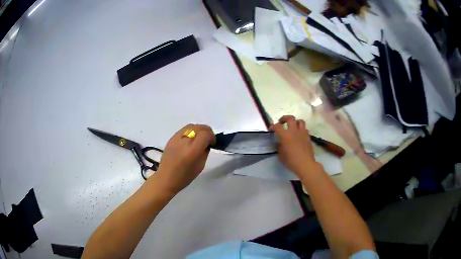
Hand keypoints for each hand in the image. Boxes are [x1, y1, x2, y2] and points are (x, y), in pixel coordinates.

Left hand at [154, 124, 214, 194]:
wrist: (166, 178)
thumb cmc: (184, 177)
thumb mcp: (200, 166)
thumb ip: (205, 152)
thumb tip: (207, 143)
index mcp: (192, 151)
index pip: (205, 134)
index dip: (211, 137)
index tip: (212, 143)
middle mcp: (184, 142)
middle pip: (199, 127)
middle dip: (206, 131)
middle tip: (208, 140)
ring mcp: (176, 138)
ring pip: (191, 126)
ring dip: (198, 130)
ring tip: (199, 138)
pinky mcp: (171, 138)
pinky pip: (183, 130)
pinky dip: (190, 132)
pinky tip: (190, 140)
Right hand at [270, 115, 318, 177]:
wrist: (305, 164)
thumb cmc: (291, 160)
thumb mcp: (281, 155)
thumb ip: (279, 146)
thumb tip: (278, 142)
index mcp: (285, 135)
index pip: (277, 126)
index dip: (273, 126)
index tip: (271, 129)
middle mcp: (294, 131)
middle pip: (290, 118)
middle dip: (284, 118)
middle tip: (281, 122)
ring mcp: (302, 133)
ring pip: (300, 121)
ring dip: (295, 122)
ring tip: (292, 127)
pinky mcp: (308, 137)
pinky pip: (304, 129)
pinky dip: (301, 130)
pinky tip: (299, 135)